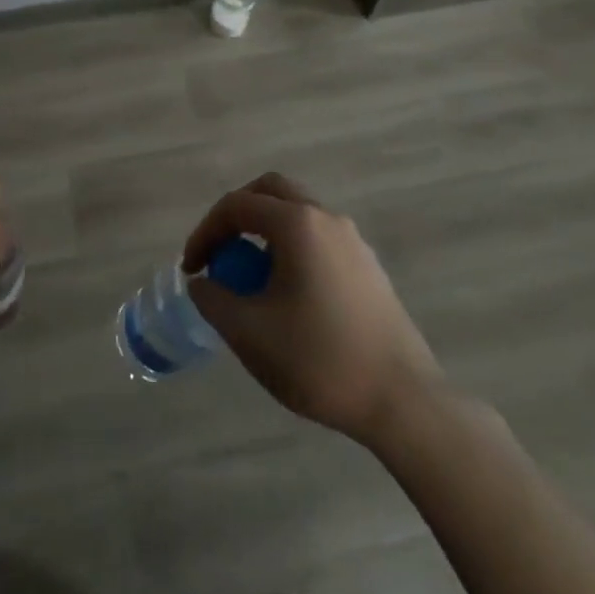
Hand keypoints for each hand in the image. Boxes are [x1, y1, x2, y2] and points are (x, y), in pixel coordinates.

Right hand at [183, 172, 441, 445]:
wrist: (403, 401)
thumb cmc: (320, 360)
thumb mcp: (249, 333)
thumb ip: (213, 299)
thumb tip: (202, 282)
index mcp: (297, 224)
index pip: (237, 206)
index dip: (205, 232)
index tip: (191, 269)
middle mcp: (327, 218)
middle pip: (271, 191)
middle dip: (236, 215)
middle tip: (220, 252)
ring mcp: (353, 240)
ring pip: (297, 213)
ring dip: (265, 231)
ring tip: (249, 277)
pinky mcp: (367, 266)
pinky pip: (317, 237)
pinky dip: (290, 248)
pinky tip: (287, 295)